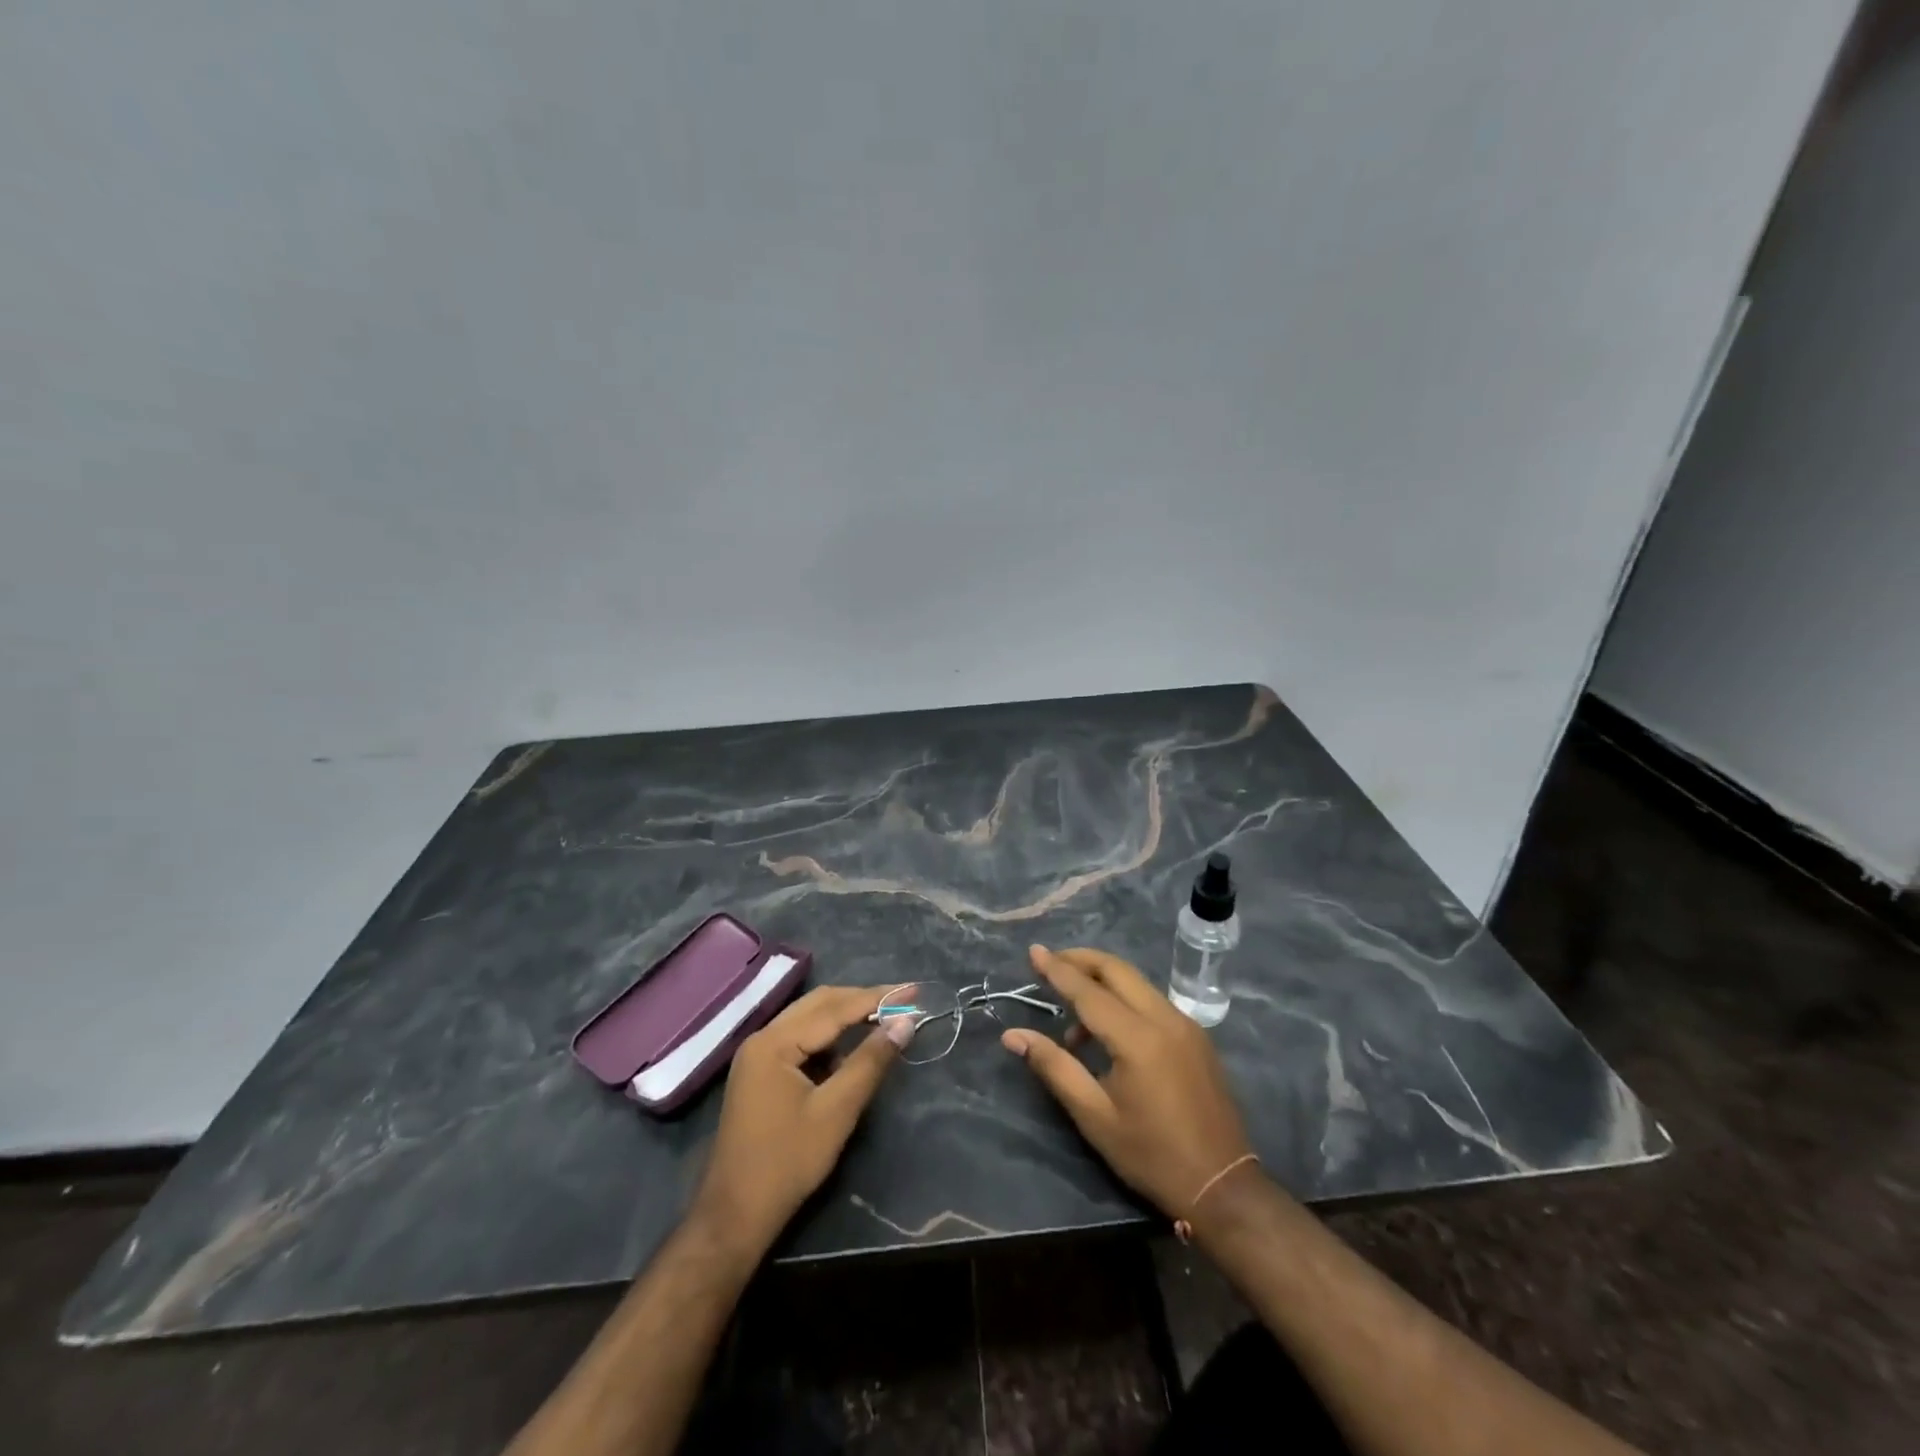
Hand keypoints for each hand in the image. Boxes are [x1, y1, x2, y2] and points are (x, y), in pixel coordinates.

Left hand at [691, 985, 909, 1258]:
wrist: (734, 1216)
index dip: (877, 998)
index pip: (834, 1008)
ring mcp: (758, 1056)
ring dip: (846, 1017)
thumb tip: (905, 1022)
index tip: (914, 990)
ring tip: (884, 1020)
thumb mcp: (837, 1111)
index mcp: (774, 1043)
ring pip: (809, 1020)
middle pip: (819, 1004)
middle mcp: (762, 1038)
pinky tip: (850, 1051)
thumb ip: (870, 1061)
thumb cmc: (787, 1163)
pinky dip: (829, 1039)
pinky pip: (800, 1040)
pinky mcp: (760, 1073)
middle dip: (862, 1000)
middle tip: (903, 1000)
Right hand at [1002, 945, 1253, 1221]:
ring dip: (1102, 981)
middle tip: (1049, 963)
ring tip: (1072, 1014)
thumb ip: (1054, 1067)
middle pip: (1117, 970)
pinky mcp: (1196, 1036)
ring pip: (1136, 982)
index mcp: (1138, 1038)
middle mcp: (1165, 1018)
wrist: (1223, 1186)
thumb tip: (1013, 1035)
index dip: (1057, 969)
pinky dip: (1124, 998)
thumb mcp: (1094, 1116)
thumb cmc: (1151, 1155)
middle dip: (1081, 960)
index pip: (1088, 991)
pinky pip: (1152, 1000)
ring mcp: (1186, 1024)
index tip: (1033, 950)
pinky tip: (1108, 1029)